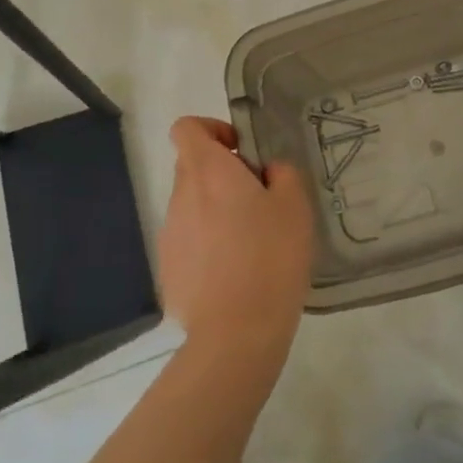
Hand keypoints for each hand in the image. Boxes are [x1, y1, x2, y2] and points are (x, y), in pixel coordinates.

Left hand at [159, 116, 311, 367]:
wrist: (235, 334)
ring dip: (216, 210)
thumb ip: (282, 173)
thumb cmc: (270, 258)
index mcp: (208, 171)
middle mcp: (180, 196)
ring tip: (250, 242)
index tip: (240, 151)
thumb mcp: (294, 205)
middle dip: (222, 173)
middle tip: (258, 199)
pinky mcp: (168, 269)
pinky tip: (235, 273)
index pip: (186, 128)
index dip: (211, 129)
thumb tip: (267, 171)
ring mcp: (170, 234)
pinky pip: (189, 240)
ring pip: (192, 205)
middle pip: (193, 166)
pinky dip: (208, 244)